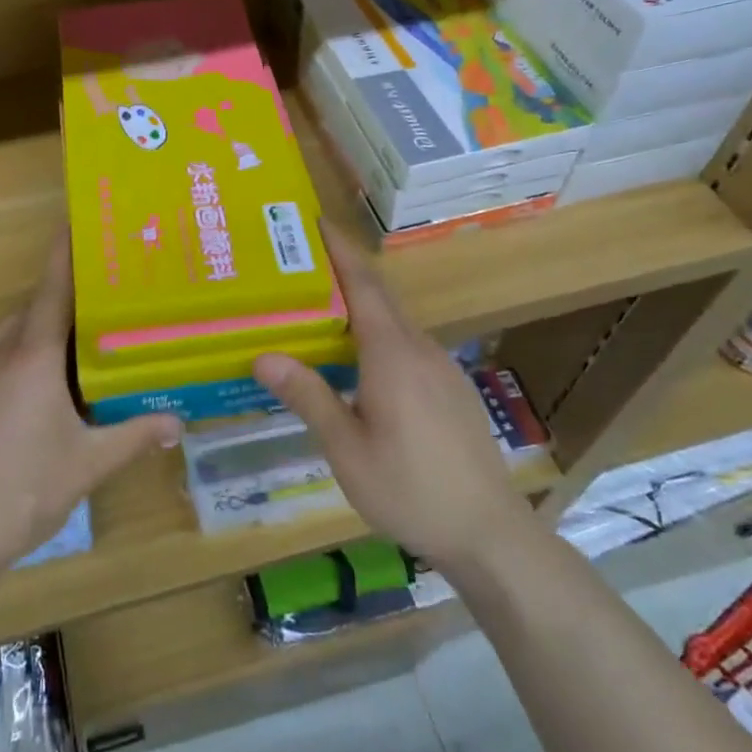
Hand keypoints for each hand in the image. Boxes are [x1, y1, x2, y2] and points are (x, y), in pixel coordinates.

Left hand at [0, 232, 180, 582]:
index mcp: (32, 357)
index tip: (74, 221)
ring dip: (40, 336)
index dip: (64, 253)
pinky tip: (41, 399)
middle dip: (63, 304)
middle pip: (32, 312)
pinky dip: (20, 364)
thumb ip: (135, 437)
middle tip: (101, 307)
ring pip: (11, 340)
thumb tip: (178, 423)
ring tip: (78, 353)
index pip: (52, 290)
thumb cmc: (24, 488)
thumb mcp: (88, 464)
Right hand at [253, 223, 531, 568]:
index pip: (362, 283)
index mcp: (392, 353)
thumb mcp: (347, 450)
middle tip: (296, 264)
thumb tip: (263, 355)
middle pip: (377, 296)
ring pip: (392, 322)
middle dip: (341, 271)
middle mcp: (419, 348)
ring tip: (316, 309)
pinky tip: (356, 361)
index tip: (313, 220)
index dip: (338, 247)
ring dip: (357, 306)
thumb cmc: (409, 489)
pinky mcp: (450, 388)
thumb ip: (308, 397)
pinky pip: (406, 345)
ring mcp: (440, 367)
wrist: (488, 531)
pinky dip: (375, 335)